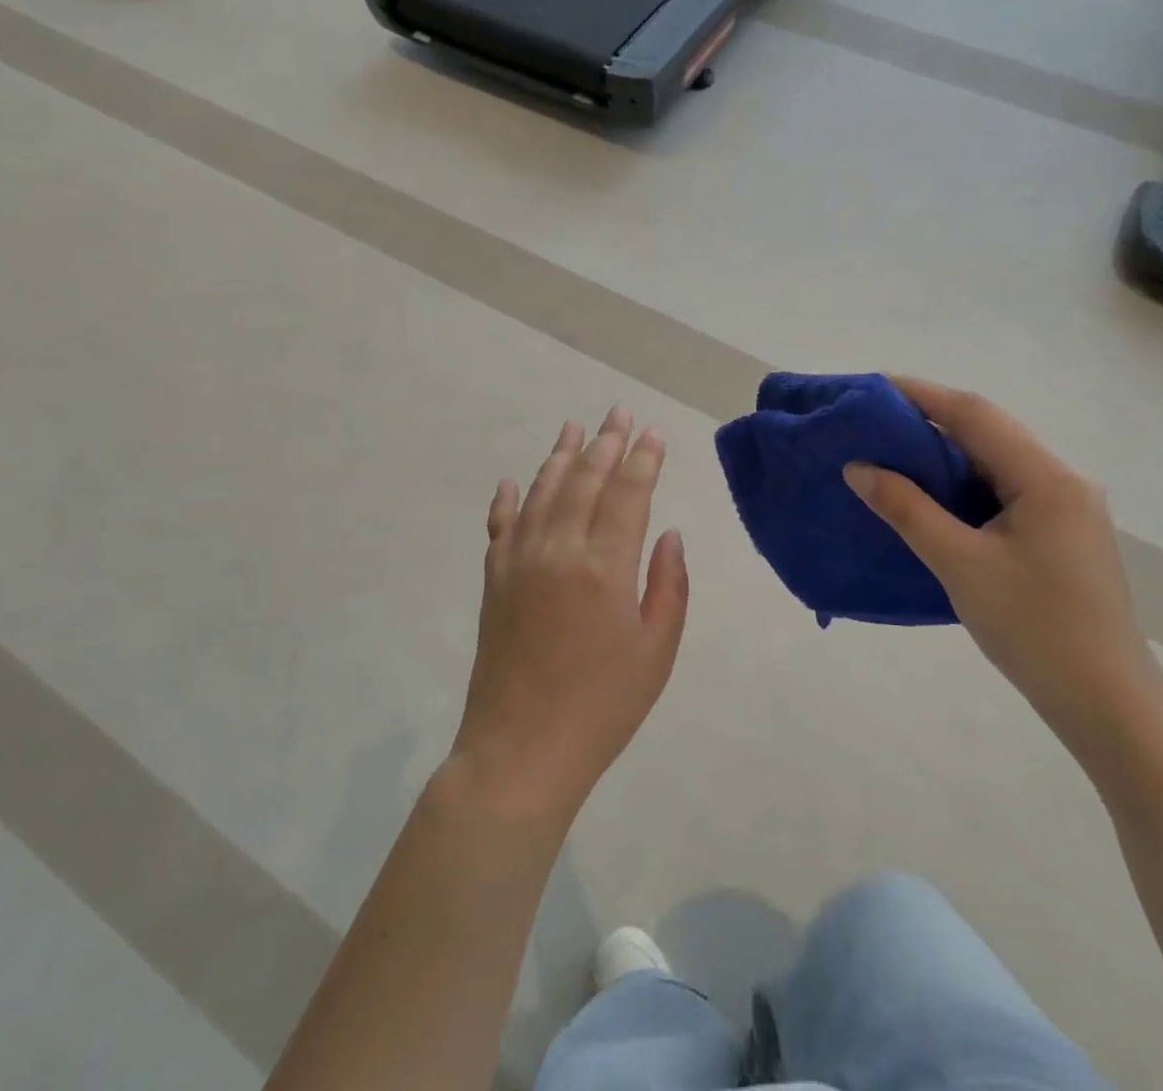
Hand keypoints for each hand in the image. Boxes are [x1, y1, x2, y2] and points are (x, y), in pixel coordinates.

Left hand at [452, 407, 688, 821]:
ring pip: (542, 491)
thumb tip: (666, 533)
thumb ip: (668, 585)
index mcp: (605, 567)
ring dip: (560, 456)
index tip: (653, 432)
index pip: (628, 493)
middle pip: (584, 479)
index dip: (643, 458)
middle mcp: (559, 549)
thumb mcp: (656, 651)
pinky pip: (501, 525)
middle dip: (606, 442)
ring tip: (575, 428)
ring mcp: (520, 560)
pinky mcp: (494, 579)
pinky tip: (515, 480)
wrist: (520, 751)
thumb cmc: (602, 706)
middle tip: (618, 412)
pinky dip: (509, 498)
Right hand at [844, 379, 1156, 747]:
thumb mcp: (960, 564)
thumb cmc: (1033, 627)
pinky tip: (929, 494)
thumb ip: (907, 509)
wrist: (1105, 702)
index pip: (975, 415)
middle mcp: (1062, 480)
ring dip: (944, 452)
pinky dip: (961, 483)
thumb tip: (858, 467)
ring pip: (994, 461)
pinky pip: (1001, 490)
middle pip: (987, 432)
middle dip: (929, 420)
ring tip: (889, 451)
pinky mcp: (1058, 533)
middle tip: (872, 421)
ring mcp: (1064, 507)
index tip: (872, 387)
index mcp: (1046, 478)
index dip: (921, 395)